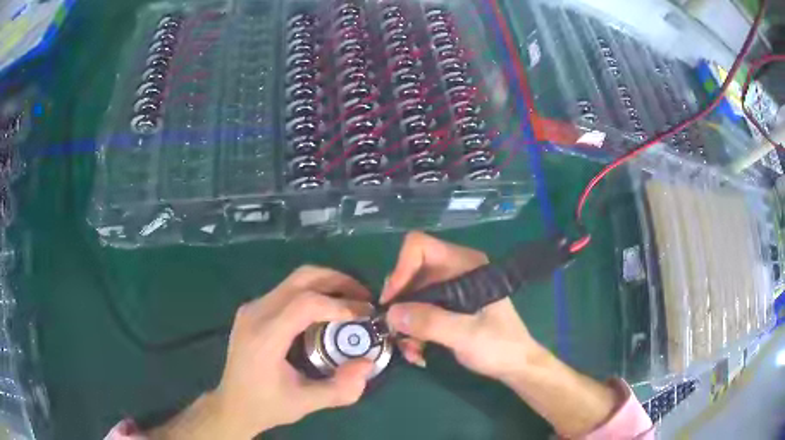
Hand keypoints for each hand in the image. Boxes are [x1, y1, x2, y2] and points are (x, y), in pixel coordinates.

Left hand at [149, 266, 373, 439]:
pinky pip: (287, 290)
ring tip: (352, 302)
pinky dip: (313, 292)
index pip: (305, 304)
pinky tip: (327, 310)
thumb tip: (367, 364)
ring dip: (327, 284)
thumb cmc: (266, 405)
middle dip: (338, 281)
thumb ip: (340, 388)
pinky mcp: (254, 309)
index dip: (339, 305)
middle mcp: (255, 313)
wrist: (232, 404)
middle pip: (301, 279)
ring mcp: (252, 308)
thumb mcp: (306, 403)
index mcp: (265, 336)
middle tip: (364, 297)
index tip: (365, 316)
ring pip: (295, 280)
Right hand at [381, 232, 540, 381]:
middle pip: (410, 274)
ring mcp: (450, 290)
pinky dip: (413, 331)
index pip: (420, 247)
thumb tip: (391, 313)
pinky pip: (417, 312)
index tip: (392, 302)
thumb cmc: (499, 346)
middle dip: (400, 305)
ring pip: (410, 297)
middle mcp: (454, 271)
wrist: (515, 365)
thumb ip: (430, 322)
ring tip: (411, 350)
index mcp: (465, 265)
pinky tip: (418, 352)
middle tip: (395, 331)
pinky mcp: (446, 308)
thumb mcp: (466, 335)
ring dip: (405, 324)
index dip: (401, 269)